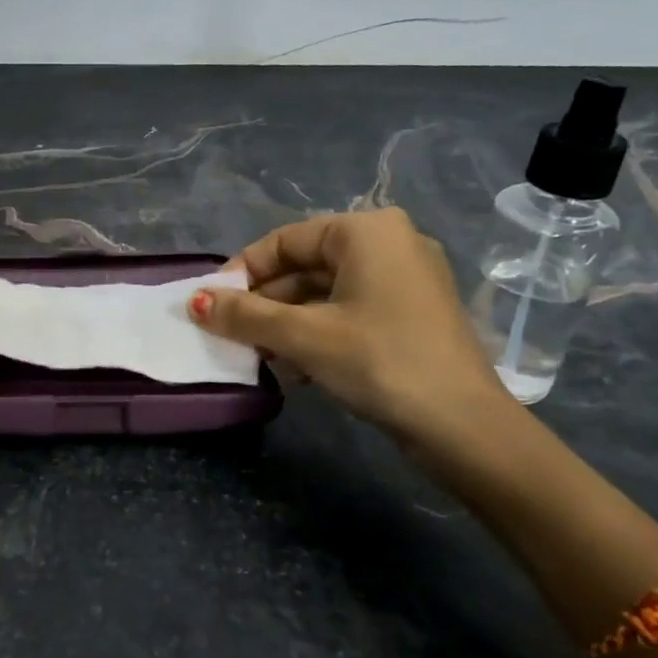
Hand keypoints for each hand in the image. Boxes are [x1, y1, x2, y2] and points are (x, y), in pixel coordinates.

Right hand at [187, 208, 514, 452]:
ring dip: (289, 323)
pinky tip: (300, 367)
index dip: (242, 272)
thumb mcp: (301, 336)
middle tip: (234, 336)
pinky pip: (352, 309)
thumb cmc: (378, 361)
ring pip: (327, 291)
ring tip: (263, 357)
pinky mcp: (415, 312)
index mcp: (366, 231)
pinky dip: (320, 331)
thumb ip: (243, 314)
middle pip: (305, 266)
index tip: (213, 306)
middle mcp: (391, 242)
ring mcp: (408, 278)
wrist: (463, 426)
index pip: (284, 241)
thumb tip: (194, 301)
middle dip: (266, 304)